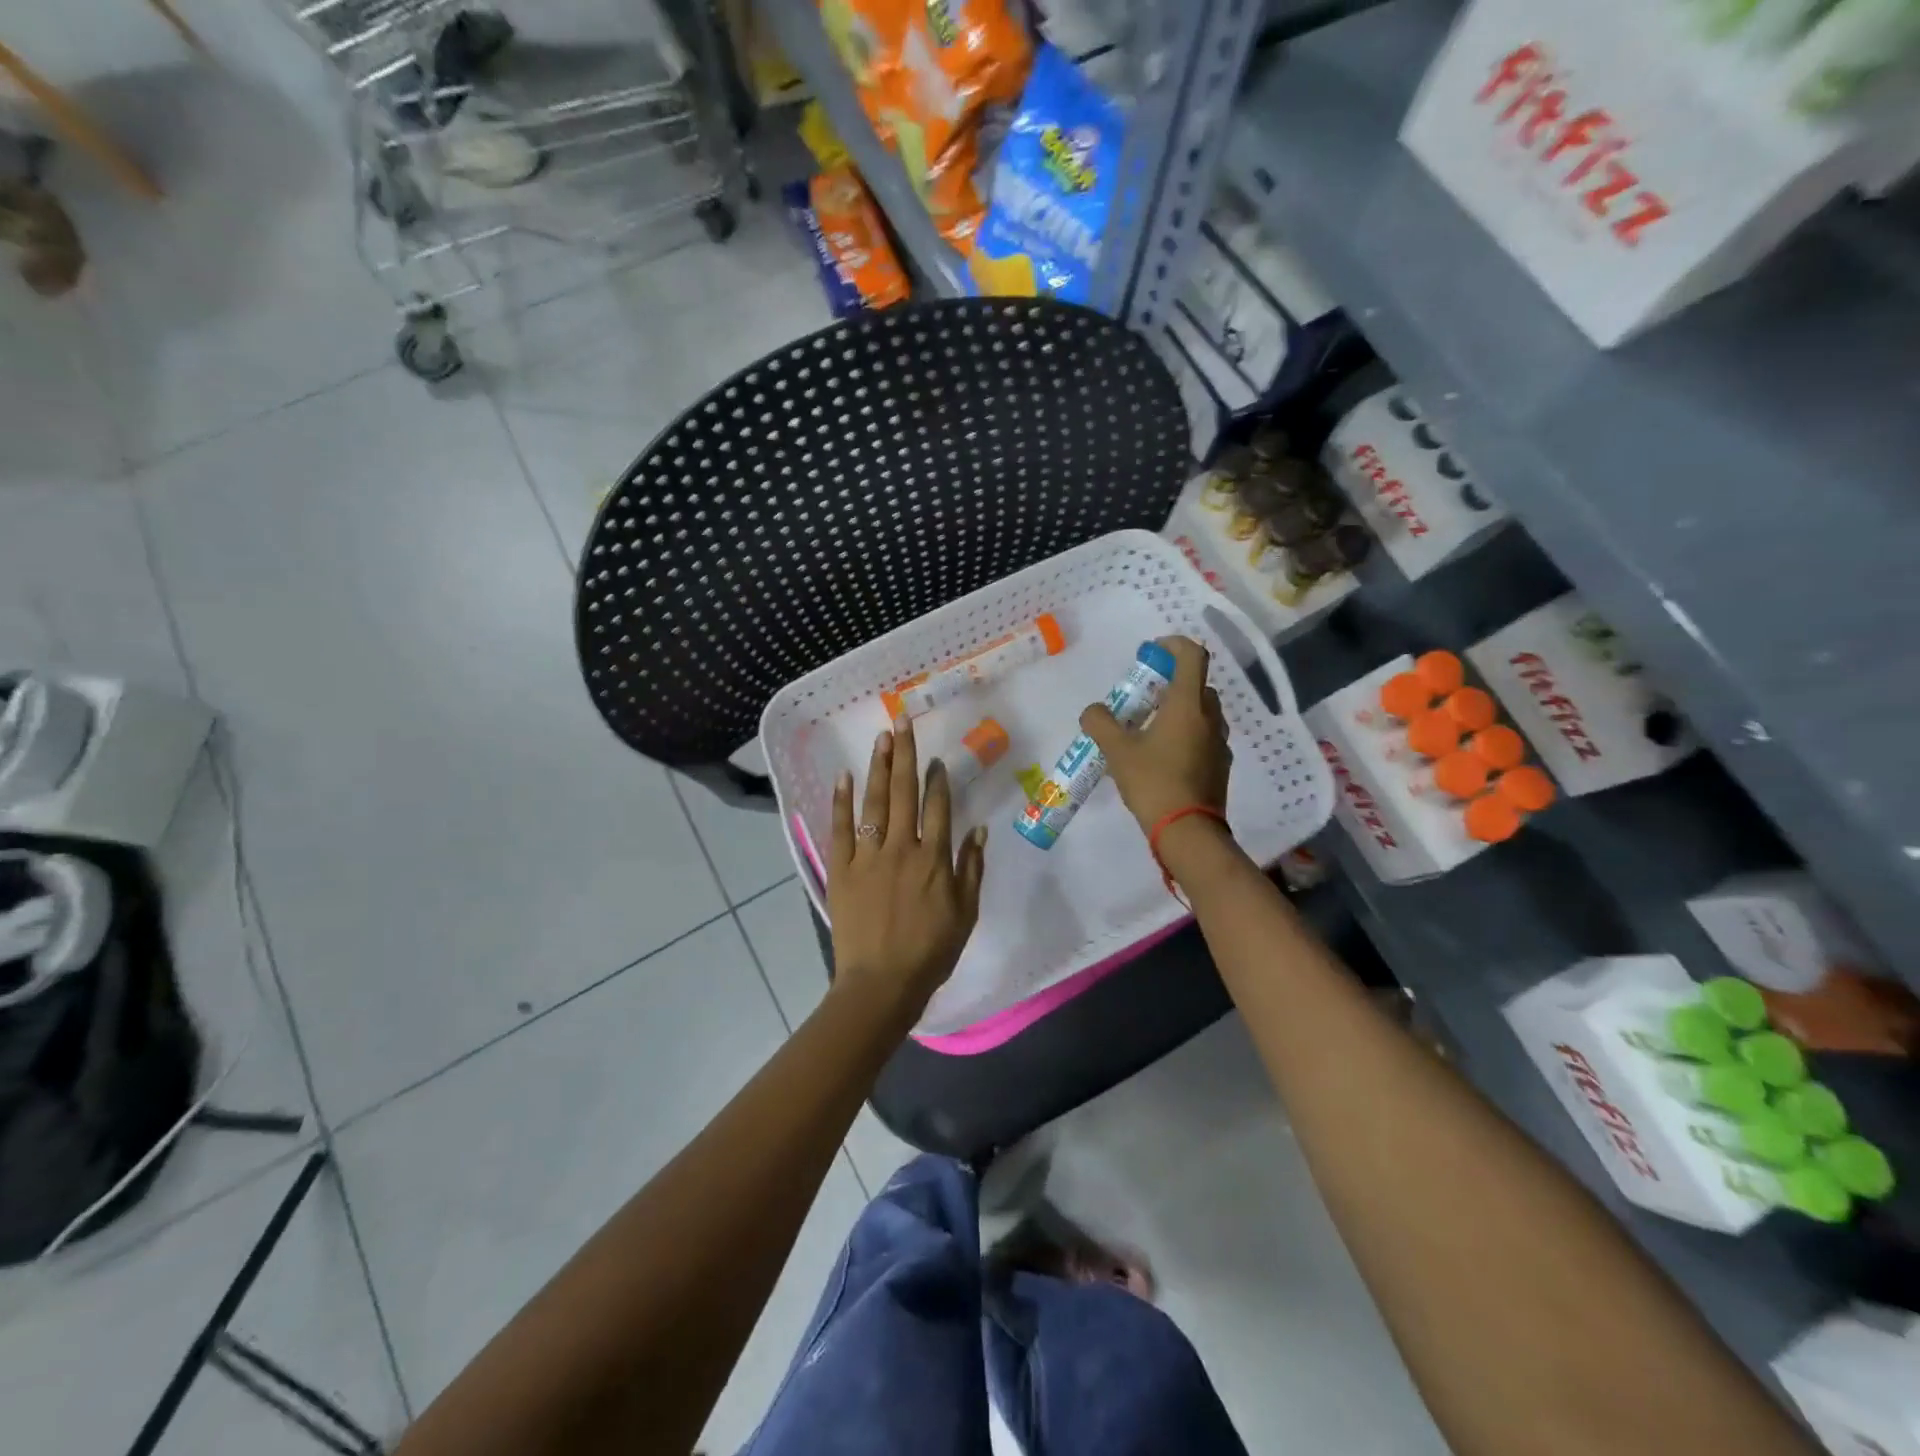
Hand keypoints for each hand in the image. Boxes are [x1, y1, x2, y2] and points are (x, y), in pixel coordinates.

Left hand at [827, 716, 986, 1022]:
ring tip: (881, 738)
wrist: (882, 984)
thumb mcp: (965, 914)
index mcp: (933, 859)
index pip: (937, 807)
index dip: (938, 780)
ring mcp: (867, 857)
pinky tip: (842, 776)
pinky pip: (840, 829)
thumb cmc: (930, 952)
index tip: (936, 758)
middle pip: (903, 793)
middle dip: (904, 755)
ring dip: (877, 768)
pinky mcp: (841, 870)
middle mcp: (901, 848)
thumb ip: (971, 869)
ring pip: (873, 803)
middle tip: (902, 722)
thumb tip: (979, 830)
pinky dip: (840, 802)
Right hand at [1079, 636, 1231, 834]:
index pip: (1192, 656)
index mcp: (1188, 705)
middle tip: (1144, 697)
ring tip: (1150, 728)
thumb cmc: (1154, 782)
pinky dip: (1186, 735)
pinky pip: (1203, 737)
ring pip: (1201, 713)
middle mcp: (1210, 718)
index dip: (1173, 645)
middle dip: (1172, 682)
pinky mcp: (1220, 766)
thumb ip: (1101, 723)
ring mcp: (1219, 743)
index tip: (1151, 653)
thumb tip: (1093, 711)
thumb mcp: (1117, 751)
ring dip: (1179, 710)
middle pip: (1197, 685)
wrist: (1188, 832)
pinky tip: (1163, 757)